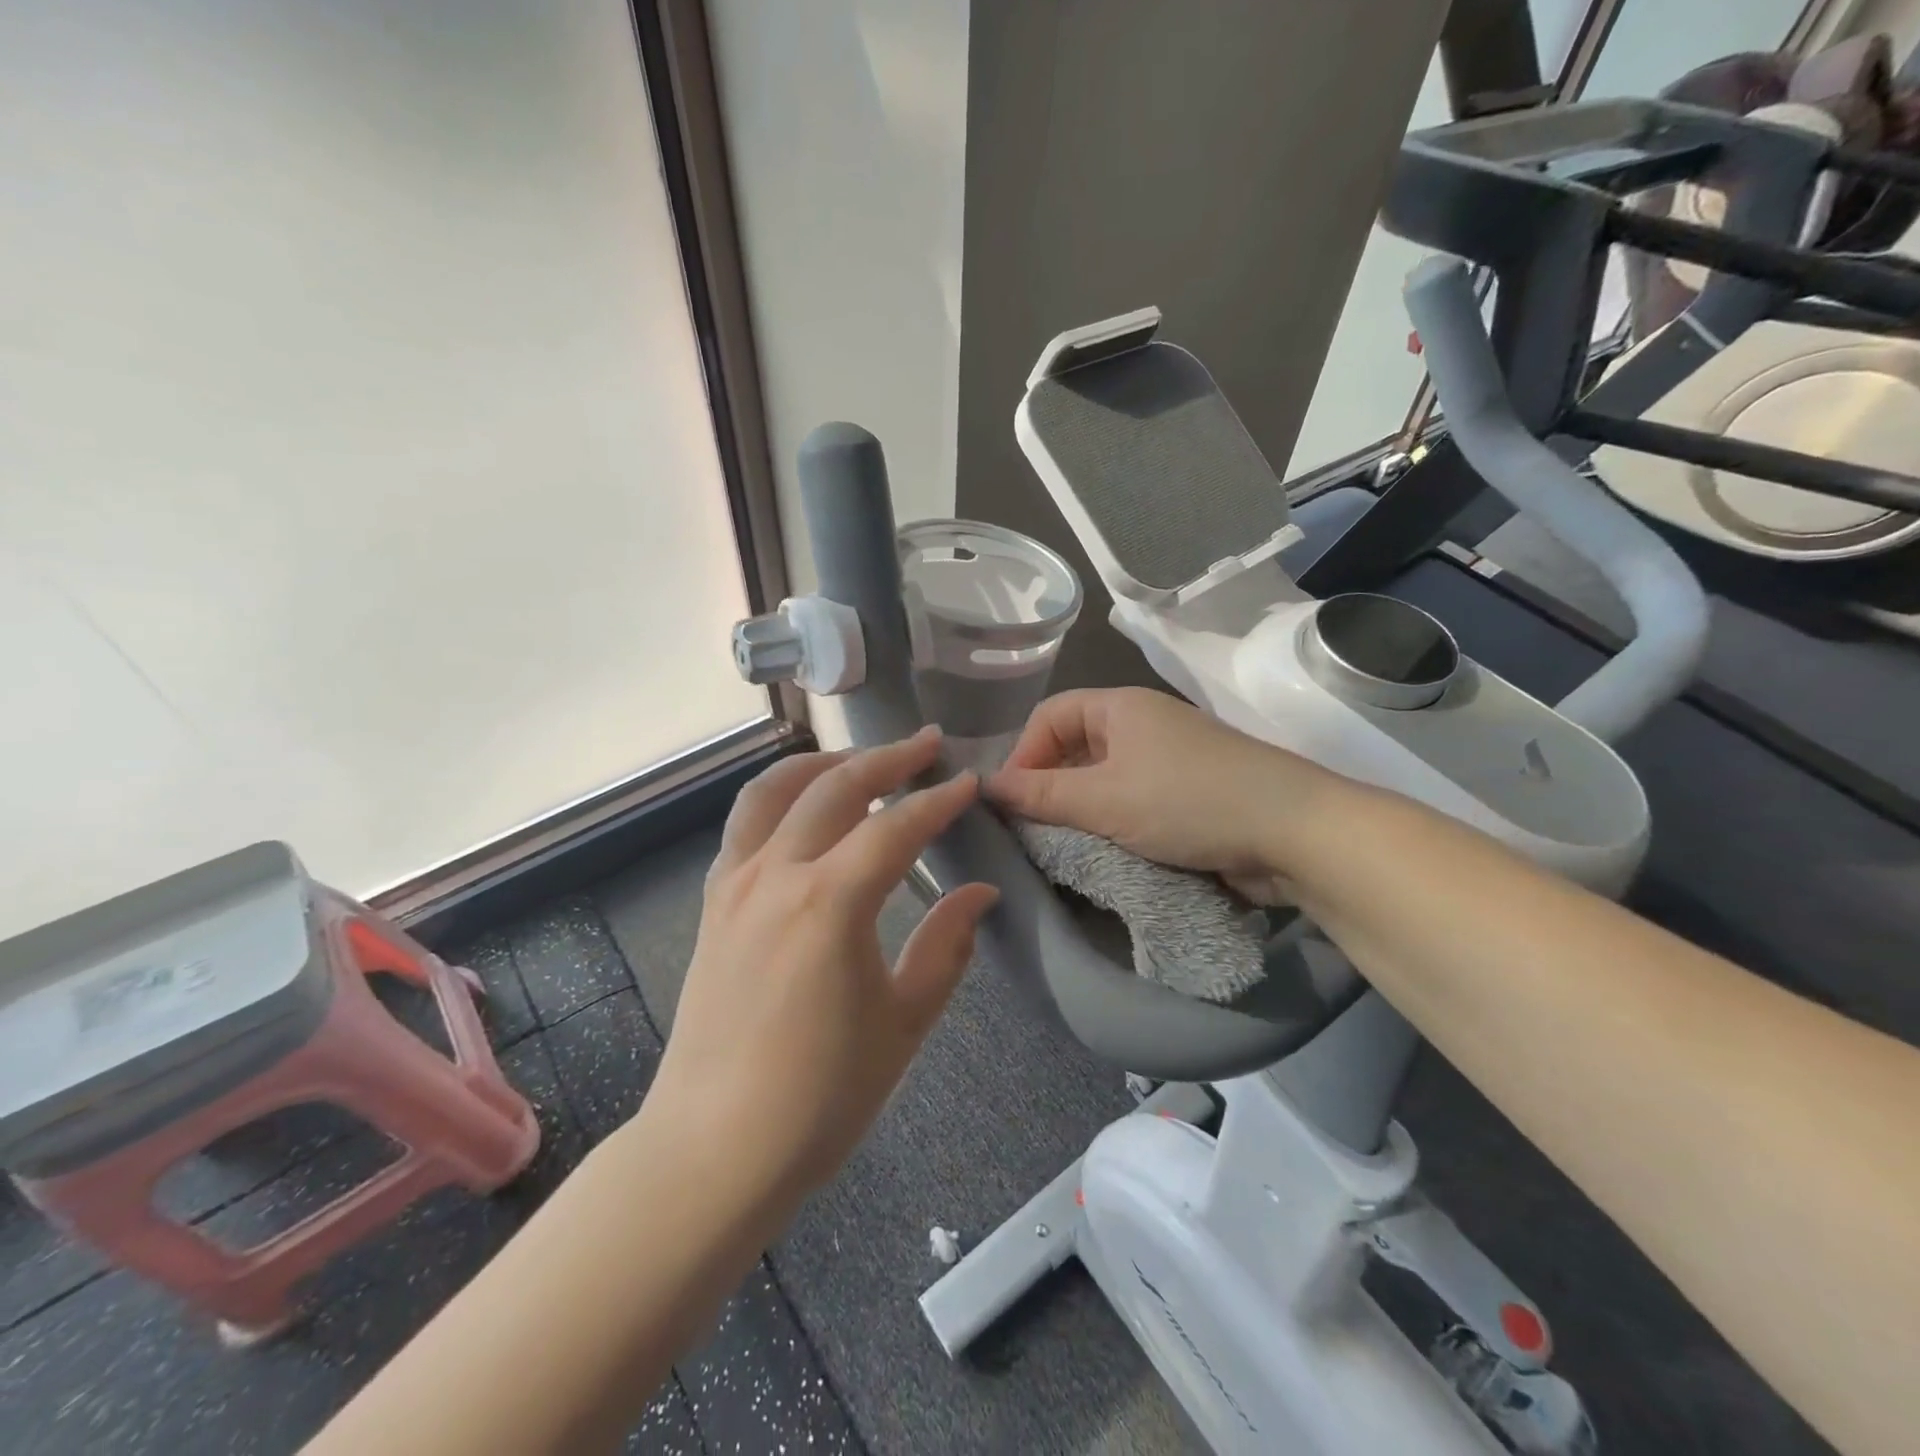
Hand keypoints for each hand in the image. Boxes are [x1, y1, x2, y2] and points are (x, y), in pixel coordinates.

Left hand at [652, 727, 996, 1196]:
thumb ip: (947, 947)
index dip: (938, 800)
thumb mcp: (904, 1023)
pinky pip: (743, 824)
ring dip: (823, 763)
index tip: (969, 781)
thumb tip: (980, 892)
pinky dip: (778, 797)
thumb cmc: (821, 1095)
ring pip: (774, 790)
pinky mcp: (712, 902)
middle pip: (834, 787)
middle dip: (886, 758)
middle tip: (926, 744)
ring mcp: (734, 884)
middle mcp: (776, 875)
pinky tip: (801, 808)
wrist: (714, 1148)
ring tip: (859, 758)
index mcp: (830, 903)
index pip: (896, 827)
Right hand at [986, 688, 1326, 902]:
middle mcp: (1143, 725)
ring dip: (1081, 811)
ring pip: (1104, 779)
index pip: (1049, 717)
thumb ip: (1041, 794)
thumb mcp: (1104, 799)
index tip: (1011, 804)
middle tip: (1032, 832)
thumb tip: (986, 786)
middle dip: (1049, 786)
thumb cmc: (1187, 802)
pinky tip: (1105, 853)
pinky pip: (1134, 801)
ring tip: (1064, 847)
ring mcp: (1170, 760)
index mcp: (1120, 707)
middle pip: (1075, 747)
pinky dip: (1113, 823)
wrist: (1294, 832)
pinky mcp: (1190, 795)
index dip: (1023, 755)